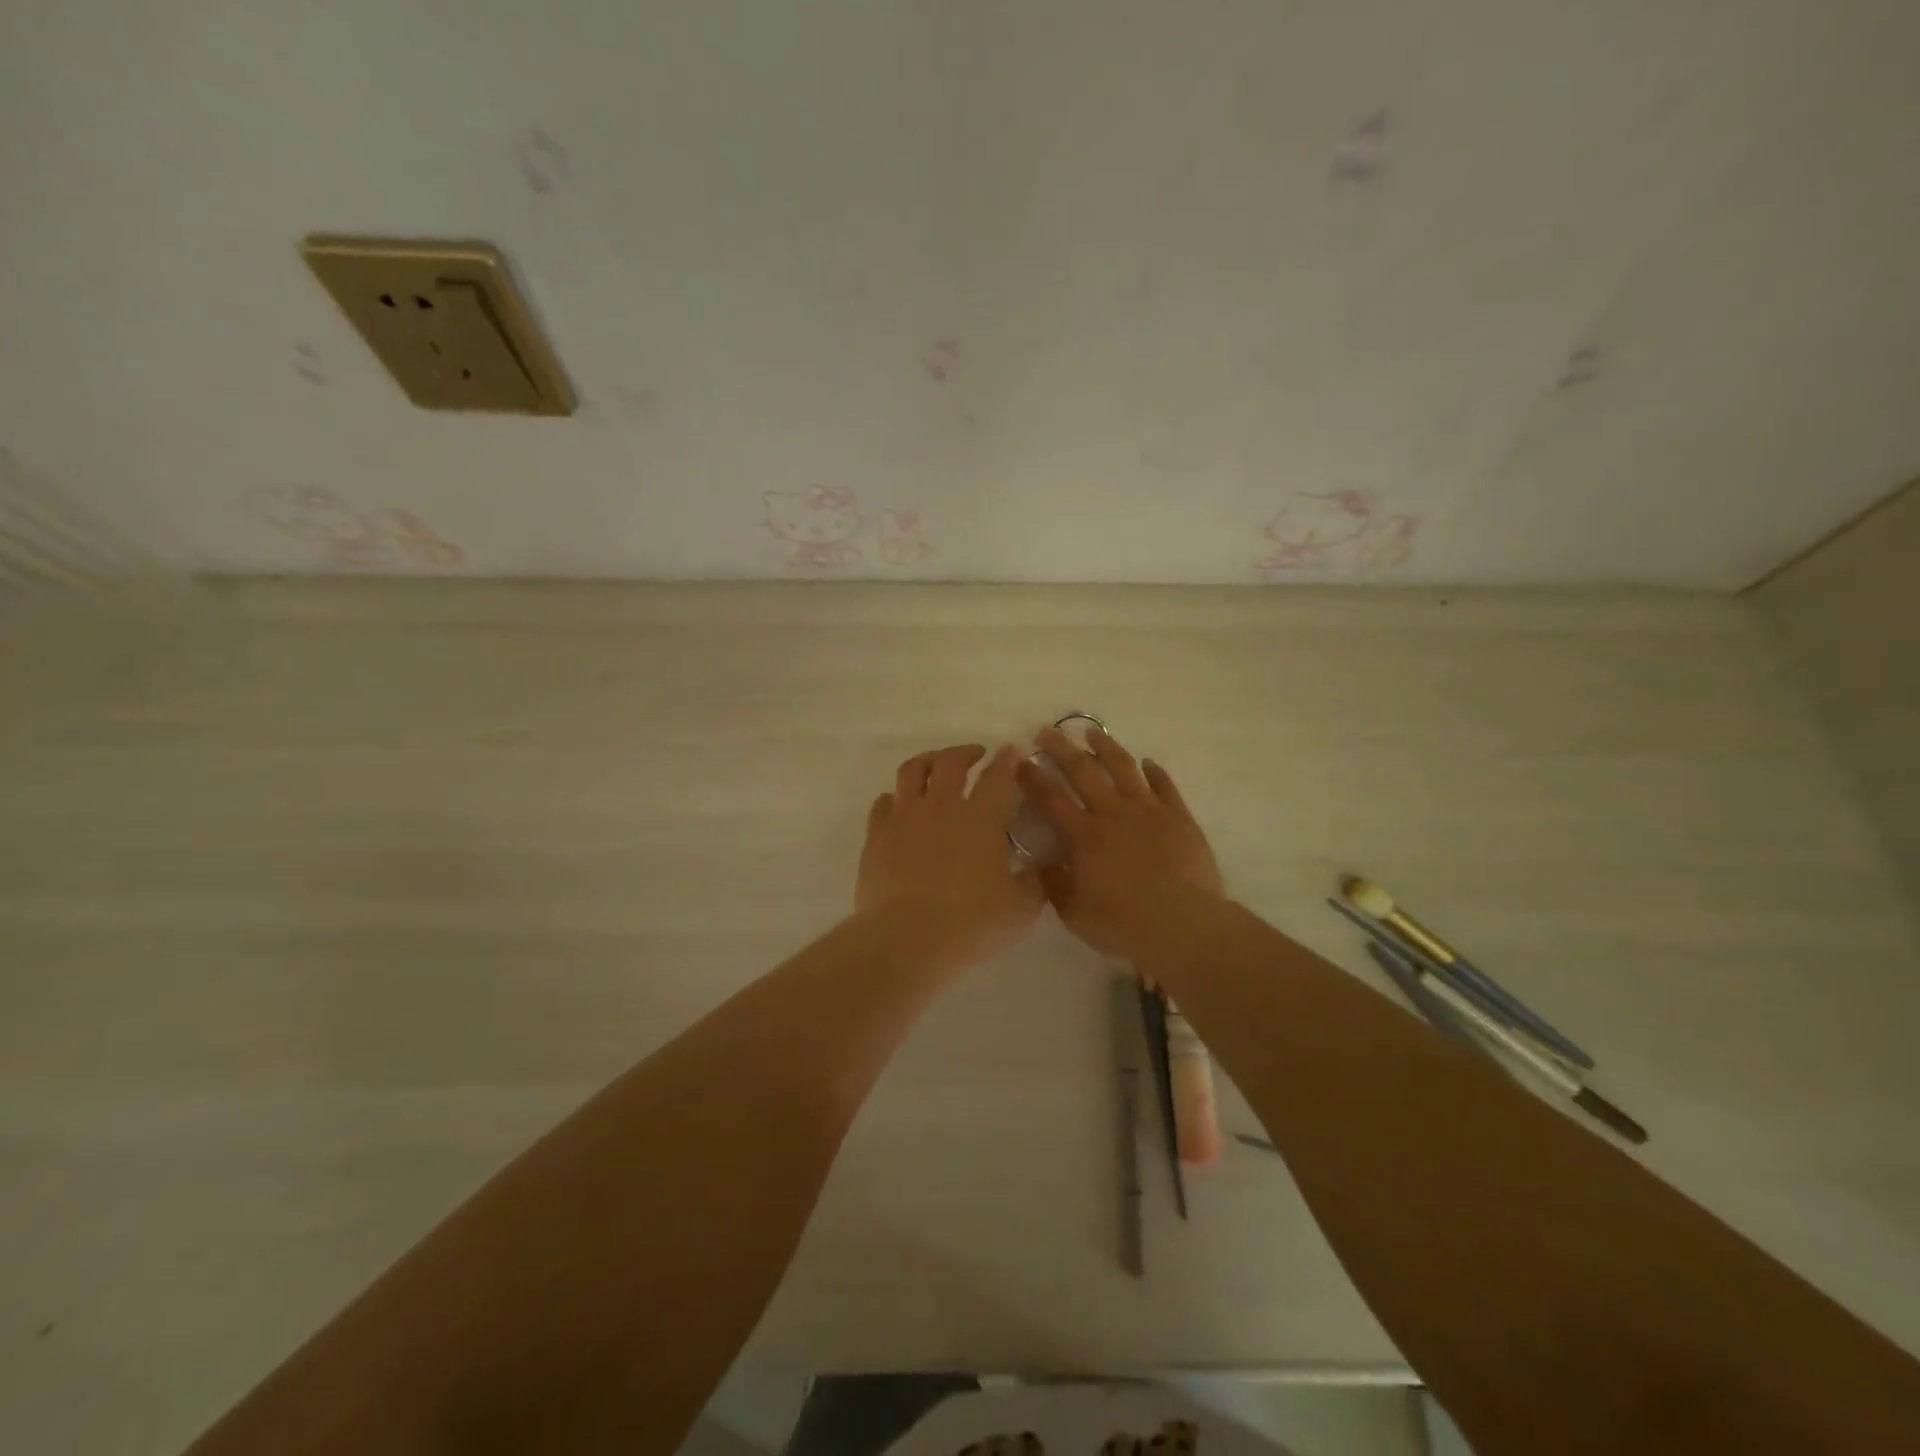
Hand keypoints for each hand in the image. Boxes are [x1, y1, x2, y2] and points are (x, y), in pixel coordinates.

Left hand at [856, 744, 1044, 974]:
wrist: (906, 938)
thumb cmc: (970, 923)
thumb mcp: (1020, 909)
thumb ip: (1033, 883)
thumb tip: (1035, 868)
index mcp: (982, 818)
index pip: (998, 777)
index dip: (1007, 761)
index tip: (1011, 752)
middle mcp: (942, 806)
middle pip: (951, 762)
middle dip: (966, 752)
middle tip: (975, 754)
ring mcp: (905, 817)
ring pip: (912, 771)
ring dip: (927, 761)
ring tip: (934, 764)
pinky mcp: (877, 835)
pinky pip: (883, 803)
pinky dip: (894, 797)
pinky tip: (898, 803)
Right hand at [1019, 726, 1226, 961]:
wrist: (1183, 925)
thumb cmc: (1124, 923)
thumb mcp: (1074, 913)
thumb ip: (1054, 883)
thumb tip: (1041, 861)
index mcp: (1084, 835)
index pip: (1051, 798)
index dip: (1032, 777)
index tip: (1018, 760)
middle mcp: (1113, 813)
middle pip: (1082, 771)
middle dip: (1061, 748)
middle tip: (1047, 731)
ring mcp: (1148, 810)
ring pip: (1123, 767)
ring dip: (1105, 746)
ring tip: (1092, 732)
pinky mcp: (1178, 816)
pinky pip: (1164, 785)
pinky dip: (1155, 771)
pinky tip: (1148, 762)